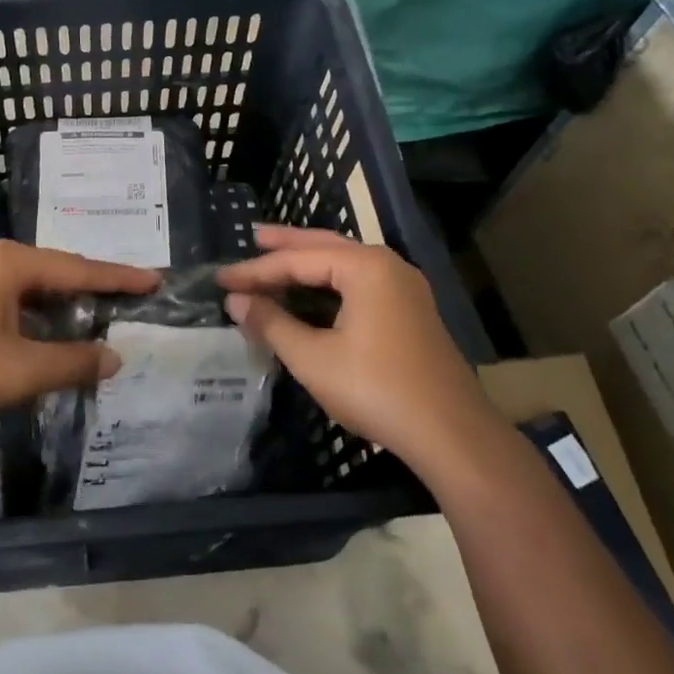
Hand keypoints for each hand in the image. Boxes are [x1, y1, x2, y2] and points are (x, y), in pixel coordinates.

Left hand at [0, 240, 159, 423]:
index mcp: (11, 263)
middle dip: (93, 287)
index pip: (79, 268)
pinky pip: (13, 296)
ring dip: (64, 303)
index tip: (154, 280)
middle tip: (130, 298)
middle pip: (57, 270)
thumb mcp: (20, 369)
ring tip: (97, 315)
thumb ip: (70, 362)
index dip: (119, 278)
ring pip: (33, 285)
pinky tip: (49, 330)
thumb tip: (113, 358)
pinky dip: (38, 312)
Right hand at [217, 225, 501, 475]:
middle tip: (251, 238)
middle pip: (325, 246)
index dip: (255, 270)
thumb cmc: (377, 390)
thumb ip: (272, 324)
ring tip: (275, 258)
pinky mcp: (409, 311)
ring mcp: (403, 288)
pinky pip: (359, 283)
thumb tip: (236, 301)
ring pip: (344, 263)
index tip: (220, 279)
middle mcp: (387, 266)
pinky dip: (329, 282)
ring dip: (308, 262)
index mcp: (365, 267)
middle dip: (286, 245)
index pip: (298, 260)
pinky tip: (312, 293)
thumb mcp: (313, 358)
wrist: (452, 435)